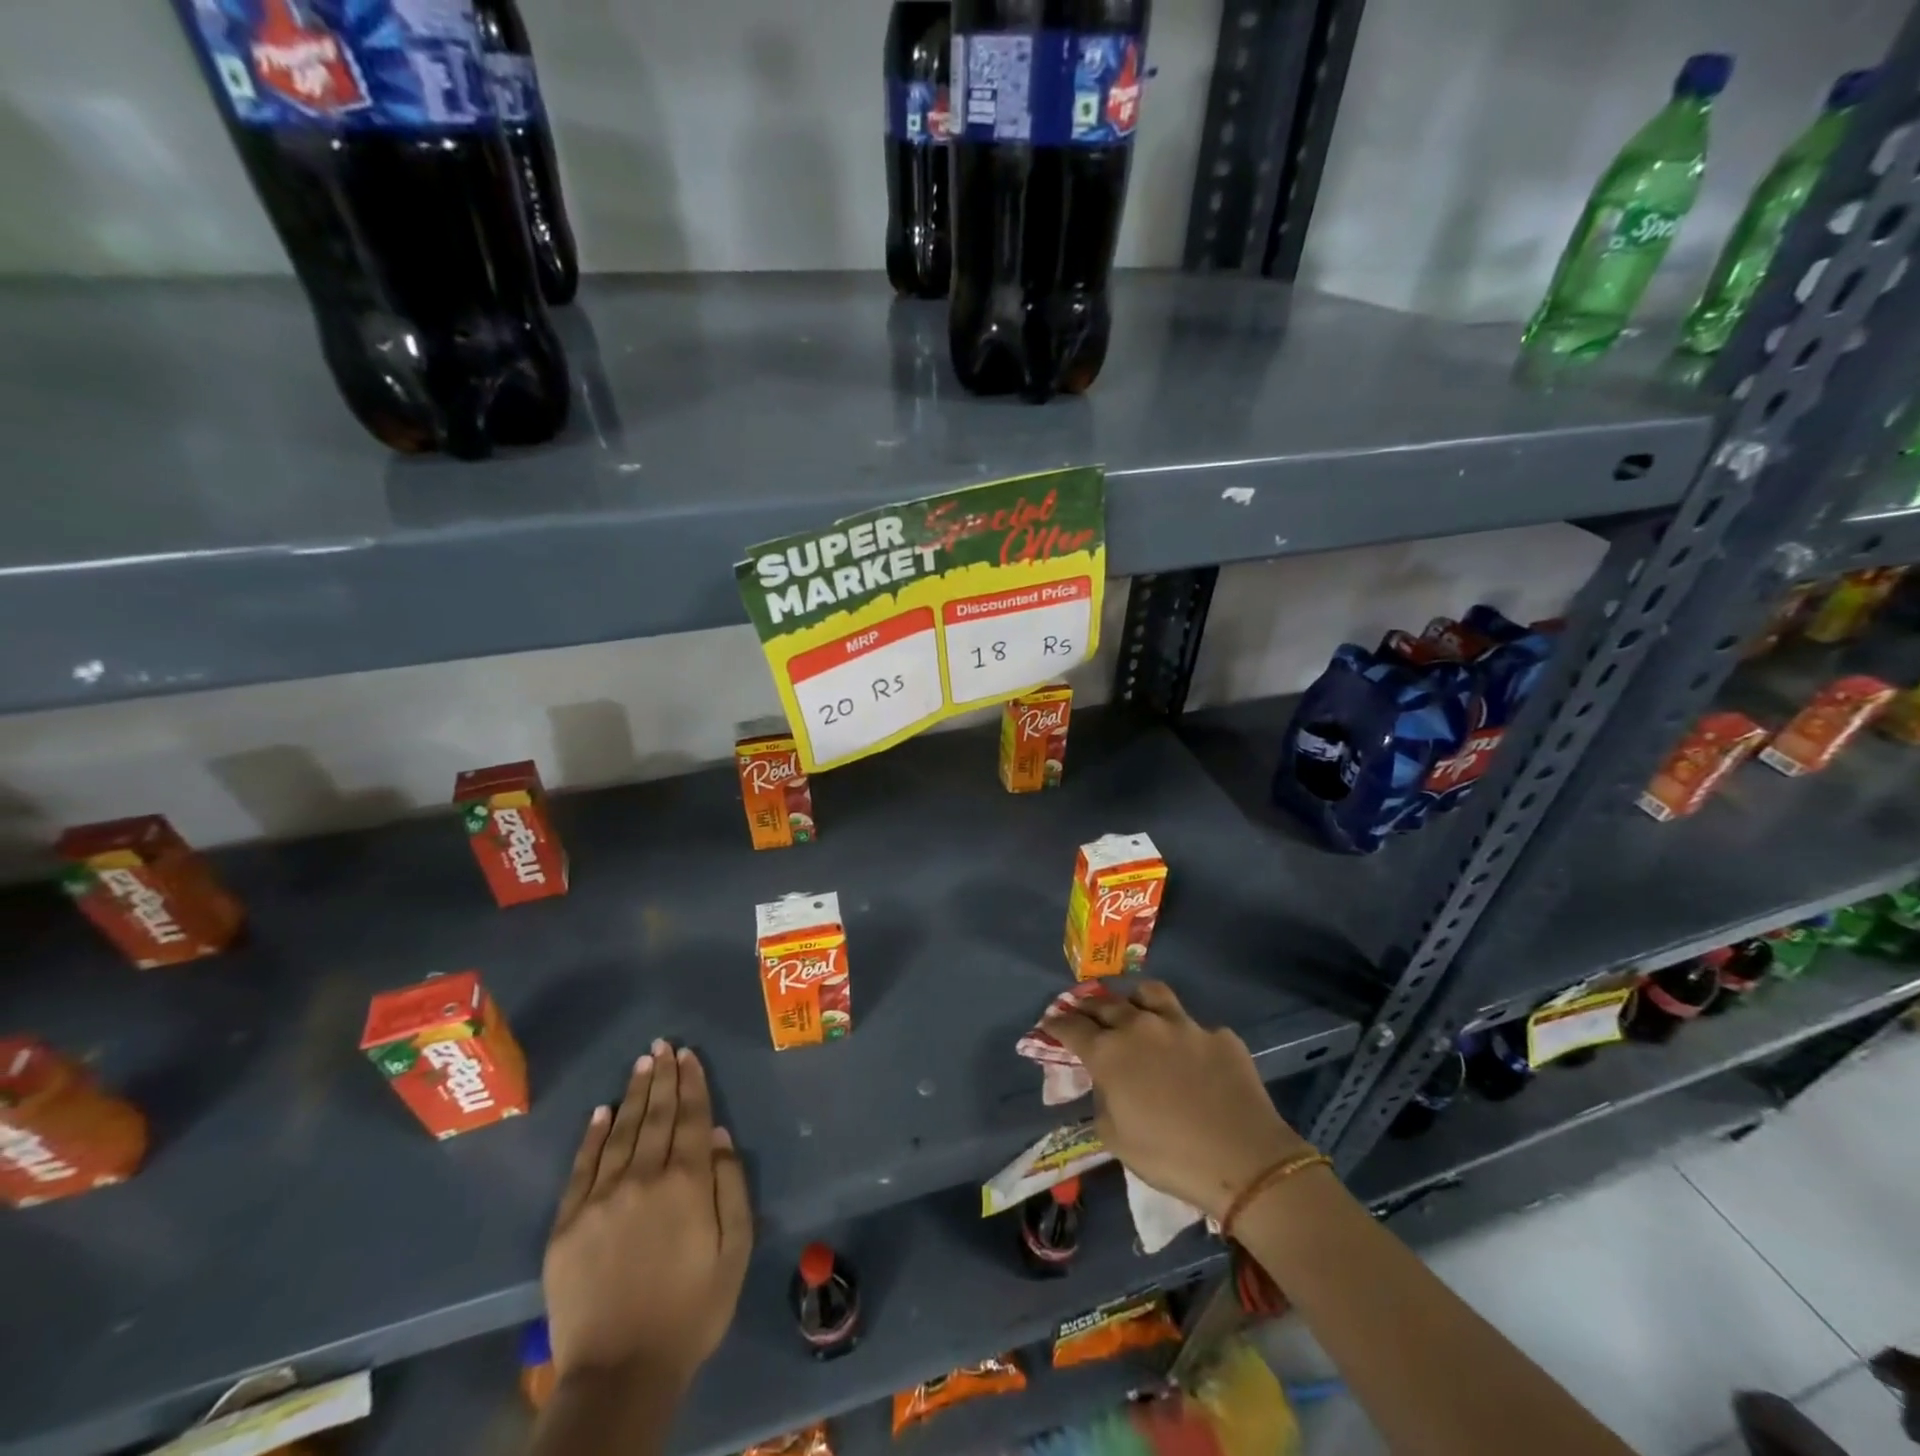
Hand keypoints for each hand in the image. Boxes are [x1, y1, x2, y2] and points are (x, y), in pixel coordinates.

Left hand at [543, 1041, 752, 1391]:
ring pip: (621, 1131)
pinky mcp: (568, 1223)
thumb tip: (718, 1135)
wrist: (619, 1373)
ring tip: (641, 1064)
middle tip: (663, 1045)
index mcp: (687, 1183)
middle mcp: (644, 1177)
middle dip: (663, 1077)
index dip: (692, 1083)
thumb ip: (730, 1187)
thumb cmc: (691, 1311)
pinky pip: (582, 1166)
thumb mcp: (734, 1251)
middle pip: (657, 1116)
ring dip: (634, 1094)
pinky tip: (601, 1111)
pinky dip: (593, 1135)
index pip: (692, 1118)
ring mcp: (601, 1198)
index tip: (689, 1054)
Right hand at [1044, 980, 1310, 1221]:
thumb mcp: (1115, 1138)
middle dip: (1088, 1007)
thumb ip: (1101, 1100)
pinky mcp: (1218, 1035)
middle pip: (1105, 1003)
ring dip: (1134, 1000)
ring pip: (1150, 994)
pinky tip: (1190, 1055)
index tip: (1050, 1023)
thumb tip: (1105, 1081)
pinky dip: (1183, 1035)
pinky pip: (1193, 1026)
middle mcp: (1141, 1026)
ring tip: (1134, 1010)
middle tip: (1083, 1014)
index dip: (1057, 1023)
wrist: (1244, 1160)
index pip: (1072, 1026)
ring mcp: (1183, 1025)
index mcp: (1110, 1052)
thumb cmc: (1169, 1156)